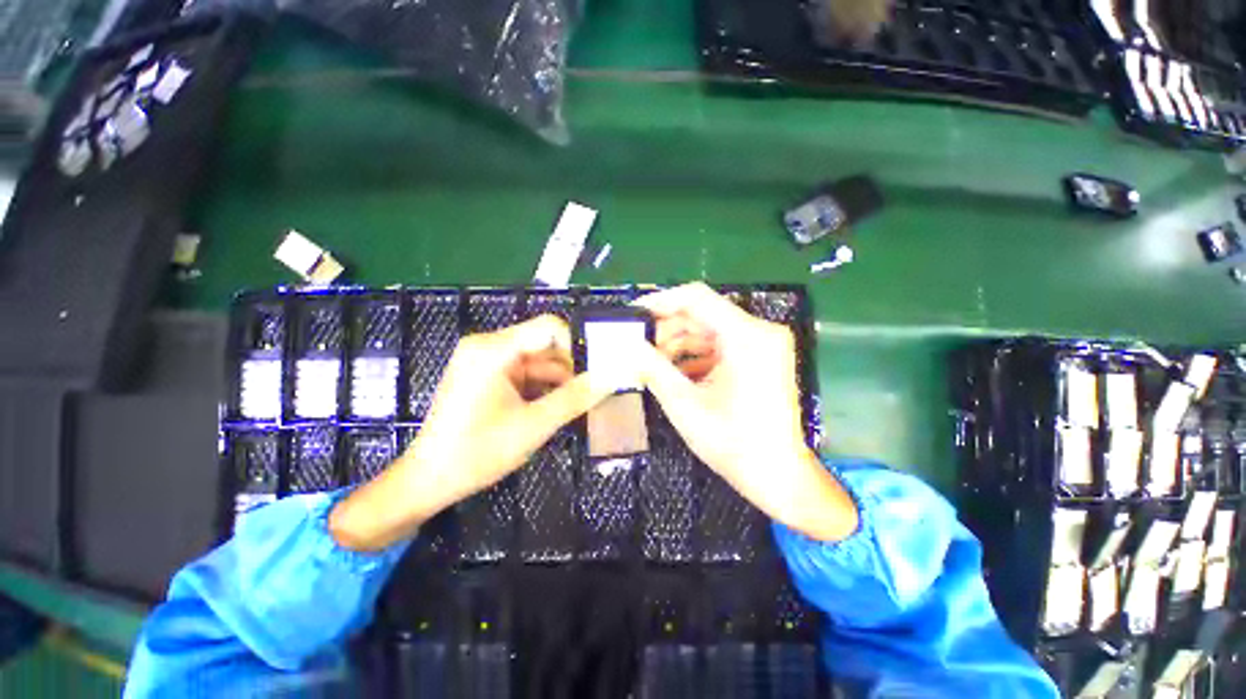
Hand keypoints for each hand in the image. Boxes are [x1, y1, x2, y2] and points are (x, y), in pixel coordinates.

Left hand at [329, 315, 611, 551]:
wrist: (428, 481)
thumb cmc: (478, 453)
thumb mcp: (534, 425)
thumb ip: (575, 398)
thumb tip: (611, 377)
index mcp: (494, 350)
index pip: (549, 328)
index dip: (577, 346)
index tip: (595, 373)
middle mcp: (488, 346)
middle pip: (543, 345)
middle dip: (569, 369)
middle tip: (592, 394)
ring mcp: (484, 361)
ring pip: (537, 361)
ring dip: (557, 382)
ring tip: (576, 407)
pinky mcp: (485, 376)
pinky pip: (523, 373)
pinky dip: (541, 388)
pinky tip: (553, 409)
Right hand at [634, 284, 857, 541]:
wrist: (778, 476)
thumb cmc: (733, 444)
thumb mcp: (684, 404)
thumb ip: (652, 368)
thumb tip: (626, 345)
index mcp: (746, 336)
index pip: (696, 298)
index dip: (660, 301)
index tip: (633, 314)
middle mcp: (760, 331)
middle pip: (702, 314)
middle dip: (666, 329)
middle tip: (637, 346)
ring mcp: (762, 345)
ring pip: (708, 330)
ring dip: (678, 344)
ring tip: (650, 362)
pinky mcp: (760, 358)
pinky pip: (720, 346)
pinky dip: (695, 356)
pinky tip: (673, 372)